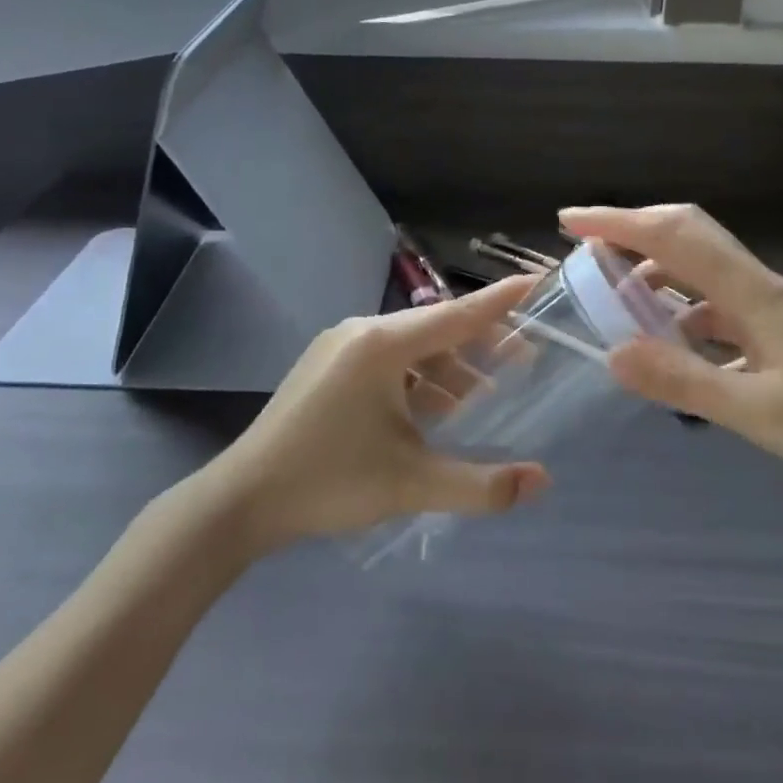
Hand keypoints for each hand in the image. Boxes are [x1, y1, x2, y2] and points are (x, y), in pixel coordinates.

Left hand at [208, 275, 549, 549]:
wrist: (240, 501)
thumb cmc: (329, 482)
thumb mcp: (412, 484)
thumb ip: (482, 485)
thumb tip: (542, 482)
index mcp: (382, 345)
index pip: (458, 315)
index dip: (502, 301)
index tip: (537, 282)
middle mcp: (362, 332)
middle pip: (437, 328)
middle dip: (482, 344)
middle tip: (524, 360)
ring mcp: (339, 348)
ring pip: (412, 347)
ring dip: (450, 368)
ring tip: (484, 396)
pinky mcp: (327, 368)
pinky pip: (387, 361)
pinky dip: (419, 379)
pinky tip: (435, 409)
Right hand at [560, 205, 782, 492]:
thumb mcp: (759, 412)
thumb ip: (685, 381)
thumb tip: (611, 352)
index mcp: (751, 294)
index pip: (673, 237)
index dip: (617, 222)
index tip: (570, 221)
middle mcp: (758, 286)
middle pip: (688, 235)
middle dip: (631, 231)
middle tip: (584, 247)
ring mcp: (773, 306)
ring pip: (702, 270)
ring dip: (655, 272)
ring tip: (616, 300)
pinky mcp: (782, 329)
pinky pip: (718, 305)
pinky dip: (683, 311)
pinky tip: (674, 346)